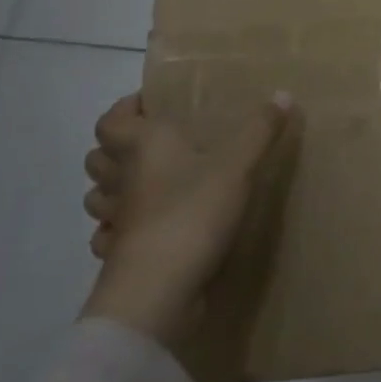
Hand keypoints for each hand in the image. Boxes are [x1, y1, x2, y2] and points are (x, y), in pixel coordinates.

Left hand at [79, 91, 302, 351]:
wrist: (159, 288)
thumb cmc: (193, 211)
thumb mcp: (238, 165)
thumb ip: (260, 130)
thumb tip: (282, 93)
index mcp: (143, 146)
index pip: (113, 120)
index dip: (125, 109)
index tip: (150, 105)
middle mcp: (122, 179)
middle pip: (98, 157)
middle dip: (117, 148)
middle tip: (154, 144)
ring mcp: (116, 220)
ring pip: (98, 197)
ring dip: (113, 188)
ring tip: (147, 185)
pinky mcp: (120, 255)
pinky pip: (109, 236)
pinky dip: (120, 229)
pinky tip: (145, 229)